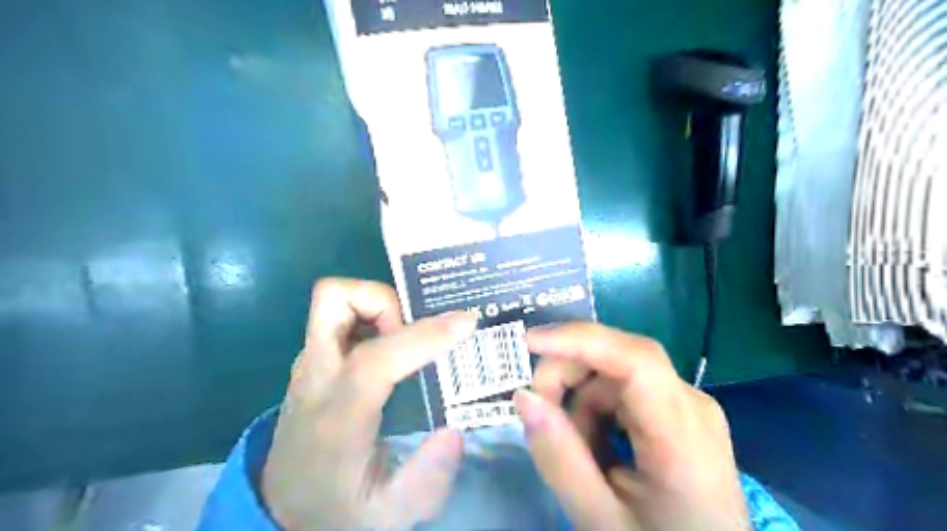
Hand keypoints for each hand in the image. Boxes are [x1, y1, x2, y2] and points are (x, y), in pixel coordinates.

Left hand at [259, 277, 477, 530]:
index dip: (425, 336)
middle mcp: (317, 378)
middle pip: (335, 300)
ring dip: (377, 306)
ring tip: (404, 340)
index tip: (467, 323)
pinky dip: (369, 317)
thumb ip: (426, 481)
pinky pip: (339, 317)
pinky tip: (391, 347)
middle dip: (385, 301)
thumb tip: (455, 431)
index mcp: (338, 416)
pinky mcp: (313, 363)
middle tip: (414, 331)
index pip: (377, 358)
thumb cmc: (336, 510)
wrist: (281, 510)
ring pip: (333, 300)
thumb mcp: (388, 516)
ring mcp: (310, 365)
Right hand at [515, 324, 750, 530]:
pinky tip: (594, 448)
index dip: (579, 341)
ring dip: (580, 401)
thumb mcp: (600, 518)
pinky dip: (596, 411)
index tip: (528, 343)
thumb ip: (559, 457)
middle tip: (538, 410)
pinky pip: (624, 391)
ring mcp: (687, 404)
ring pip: (615, 374)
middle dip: (569, 374)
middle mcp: (691, 403)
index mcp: (683, 434)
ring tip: (573, 450)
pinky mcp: (677, 412)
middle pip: (620, 358)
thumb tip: (523, 396)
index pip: (635, 359)